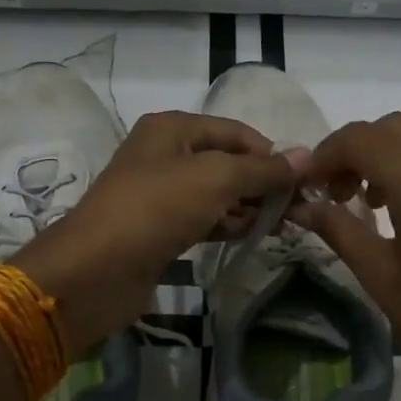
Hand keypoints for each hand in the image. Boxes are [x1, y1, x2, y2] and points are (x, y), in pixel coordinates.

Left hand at [17, 111, 300, 349]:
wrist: (95, 271)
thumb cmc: (156, 209)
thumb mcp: (215, 179)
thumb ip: (261, 169)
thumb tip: (305, 157)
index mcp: (172, 129)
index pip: (236, 132)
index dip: (270, 153)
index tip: (304, 182)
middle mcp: (165, 154)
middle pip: (227, 162)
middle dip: (262, 182)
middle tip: (299, 209)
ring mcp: (160, 194)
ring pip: (216, 193)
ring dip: (248, 206)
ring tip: (283, 226)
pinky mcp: (159, 229)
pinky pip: (203, 219)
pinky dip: (227, 224)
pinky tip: (252, 236)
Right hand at [293, 110, 400, 400]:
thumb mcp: (381, 278)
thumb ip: (339, 229)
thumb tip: (300, 206)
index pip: (363, 139)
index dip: (326, 154)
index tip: (309, 184)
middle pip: (394, 126)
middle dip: (357, 149)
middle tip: (338, 192)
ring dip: (392, 146)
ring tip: (377, 194)